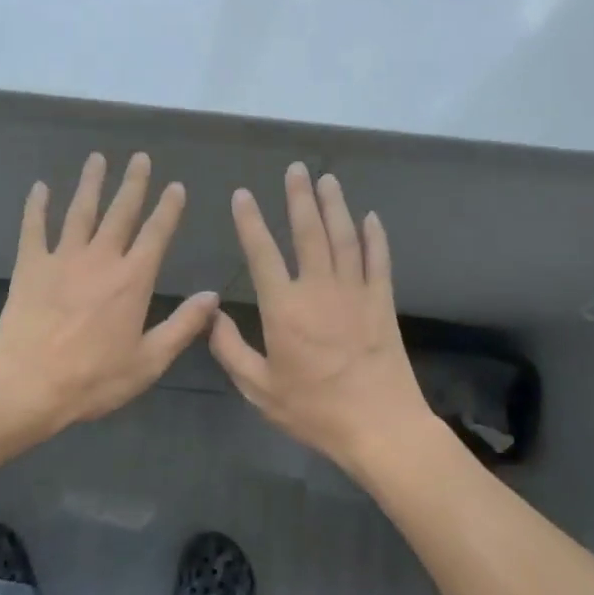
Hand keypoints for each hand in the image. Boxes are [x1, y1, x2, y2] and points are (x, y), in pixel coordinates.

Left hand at [0, 152, 218, 441]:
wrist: (28, 384)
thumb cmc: (93, 379)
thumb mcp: (149, 361)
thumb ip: (182, 326)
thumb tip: (212, 296)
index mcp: (132, 280)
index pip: (156, 234)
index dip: (168, 209)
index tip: (175, 186)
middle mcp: (100, 259)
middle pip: (120, 212)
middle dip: (133, 183)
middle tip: (140, 157)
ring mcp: (62, 259)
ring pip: (80, 211)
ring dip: (91, 183)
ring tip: (98, 158)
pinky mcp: (30, 267)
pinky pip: (34, 228)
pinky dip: (37, 206)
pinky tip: (40, 188)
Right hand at [210, 163, 431, 477]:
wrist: (379, 425)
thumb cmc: (313, 409)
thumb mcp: (259, 388)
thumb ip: (231, 350)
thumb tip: (210, 317)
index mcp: (284, 307)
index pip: (262, 253)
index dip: (249, 221)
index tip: (242, 195)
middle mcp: (319, 289)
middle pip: (309, 232)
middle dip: (299, 197)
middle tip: (296, 169)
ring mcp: (356, 292)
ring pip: (344, 237)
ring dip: (335, 205)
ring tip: (327, 179)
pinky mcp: (382, 302)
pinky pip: (378, 259)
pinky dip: (374, 236)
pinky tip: (370, 217)